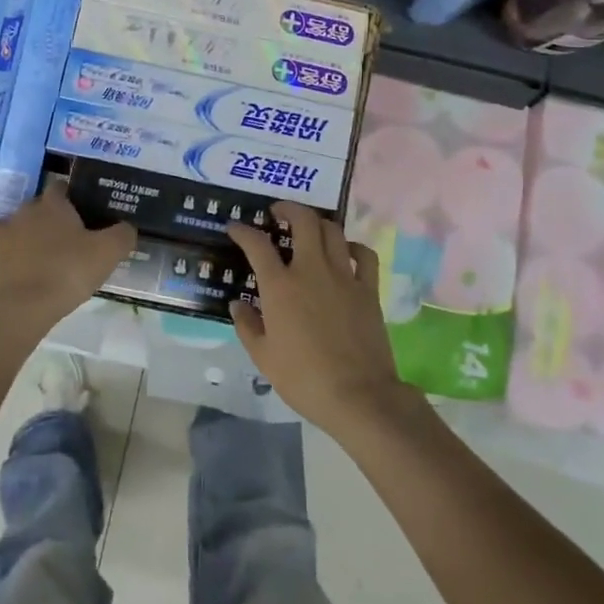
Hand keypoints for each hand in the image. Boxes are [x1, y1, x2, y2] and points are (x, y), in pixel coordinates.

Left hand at [0, 187, 135, 330]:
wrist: (23, 306)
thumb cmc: (68, 272)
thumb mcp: (109, 253)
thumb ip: (123, 234)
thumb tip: (127, 226)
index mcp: (54, 204)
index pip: (61, 187)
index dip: (71, 197)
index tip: (83, 213)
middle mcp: (26, 209)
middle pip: (40, 206)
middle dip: (51, 217)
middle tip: (69, 239)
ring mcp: (4, 229)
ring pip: (19, 223)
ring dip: (29, 233)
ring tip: (43, 255)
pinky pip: (0, 243)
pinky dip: (9, 249)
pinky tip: (18, 262)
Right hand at [226, 203, 419, 436]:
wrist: (358, 395)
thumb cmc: (304, 378)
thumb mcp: (263, 357)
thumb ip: (247, 325)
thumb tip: (238, 303)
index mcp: (280, 286)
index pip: (257, 245)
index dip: (243, 231)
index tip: (235, 228)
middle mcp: (311, 270)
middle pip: (303, 221)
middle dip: (288, 208)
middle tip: (278, 212)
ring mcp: (344, 276)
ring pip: (332, 231)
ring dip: (317, 223)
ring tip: (308, 227)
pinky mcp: (368, 289)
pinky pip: (364, 254)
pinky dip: (353, 246)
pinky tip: (345, 251)